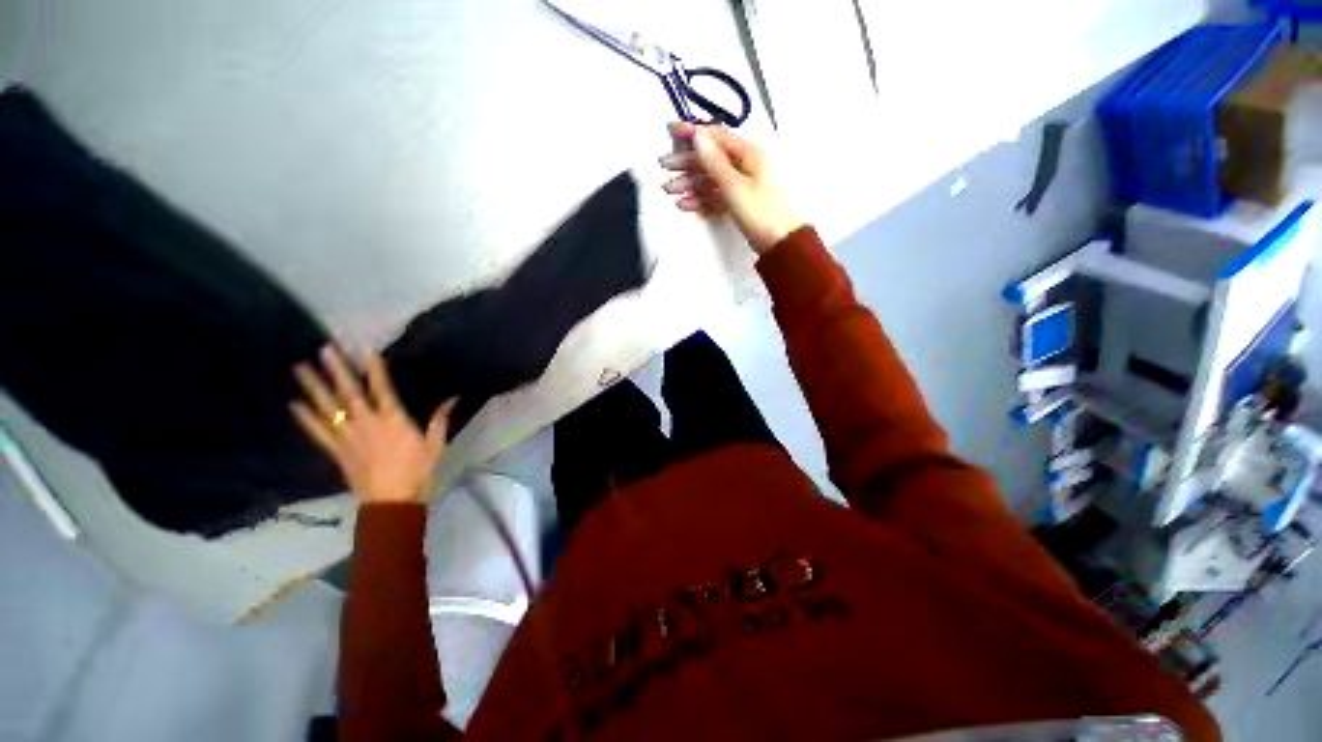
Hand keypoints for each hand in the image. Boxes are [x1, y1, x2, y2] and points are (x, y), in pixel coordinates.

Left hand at [291, 346, 455, 504]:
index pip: (382, 389)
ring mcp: (348, 437)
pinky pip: (318, 432)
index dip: (375, 368)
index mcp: (394, 421)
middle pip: (349, 393)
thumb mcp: (436, 445)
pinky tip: (294, 404)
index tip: (365, 349)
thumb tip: (454, 398)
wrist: (392, 503)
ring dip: (314, 387)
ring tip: (301, 368)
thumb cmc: (419, 472)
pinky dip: (305, 418)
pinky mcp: (337, 452)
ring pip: (328, 408)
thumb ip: (441, 420)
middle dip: (337, 370)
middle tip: (325, 349)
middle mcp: (367, 424)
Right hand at [661, 122, 802, 254]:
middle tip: (664, 167)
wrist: (779, 244)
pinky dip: (701, 200)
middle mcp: (745, 166)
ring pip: (711, 179)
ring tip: (669, 191)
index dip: (693, 133)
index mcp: (749, 154)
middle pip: (711, 159)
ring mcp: (742, 185)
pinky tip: (685, 205)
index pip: (717, 137)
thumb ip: (714, 162)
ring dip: (690, 184)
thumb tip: (698, 135)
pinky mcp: (739, 203)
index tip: (671, 131)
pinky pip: (716, 196)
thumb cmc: (761, 213)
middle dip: (686, 163)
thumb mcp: (734, 187)